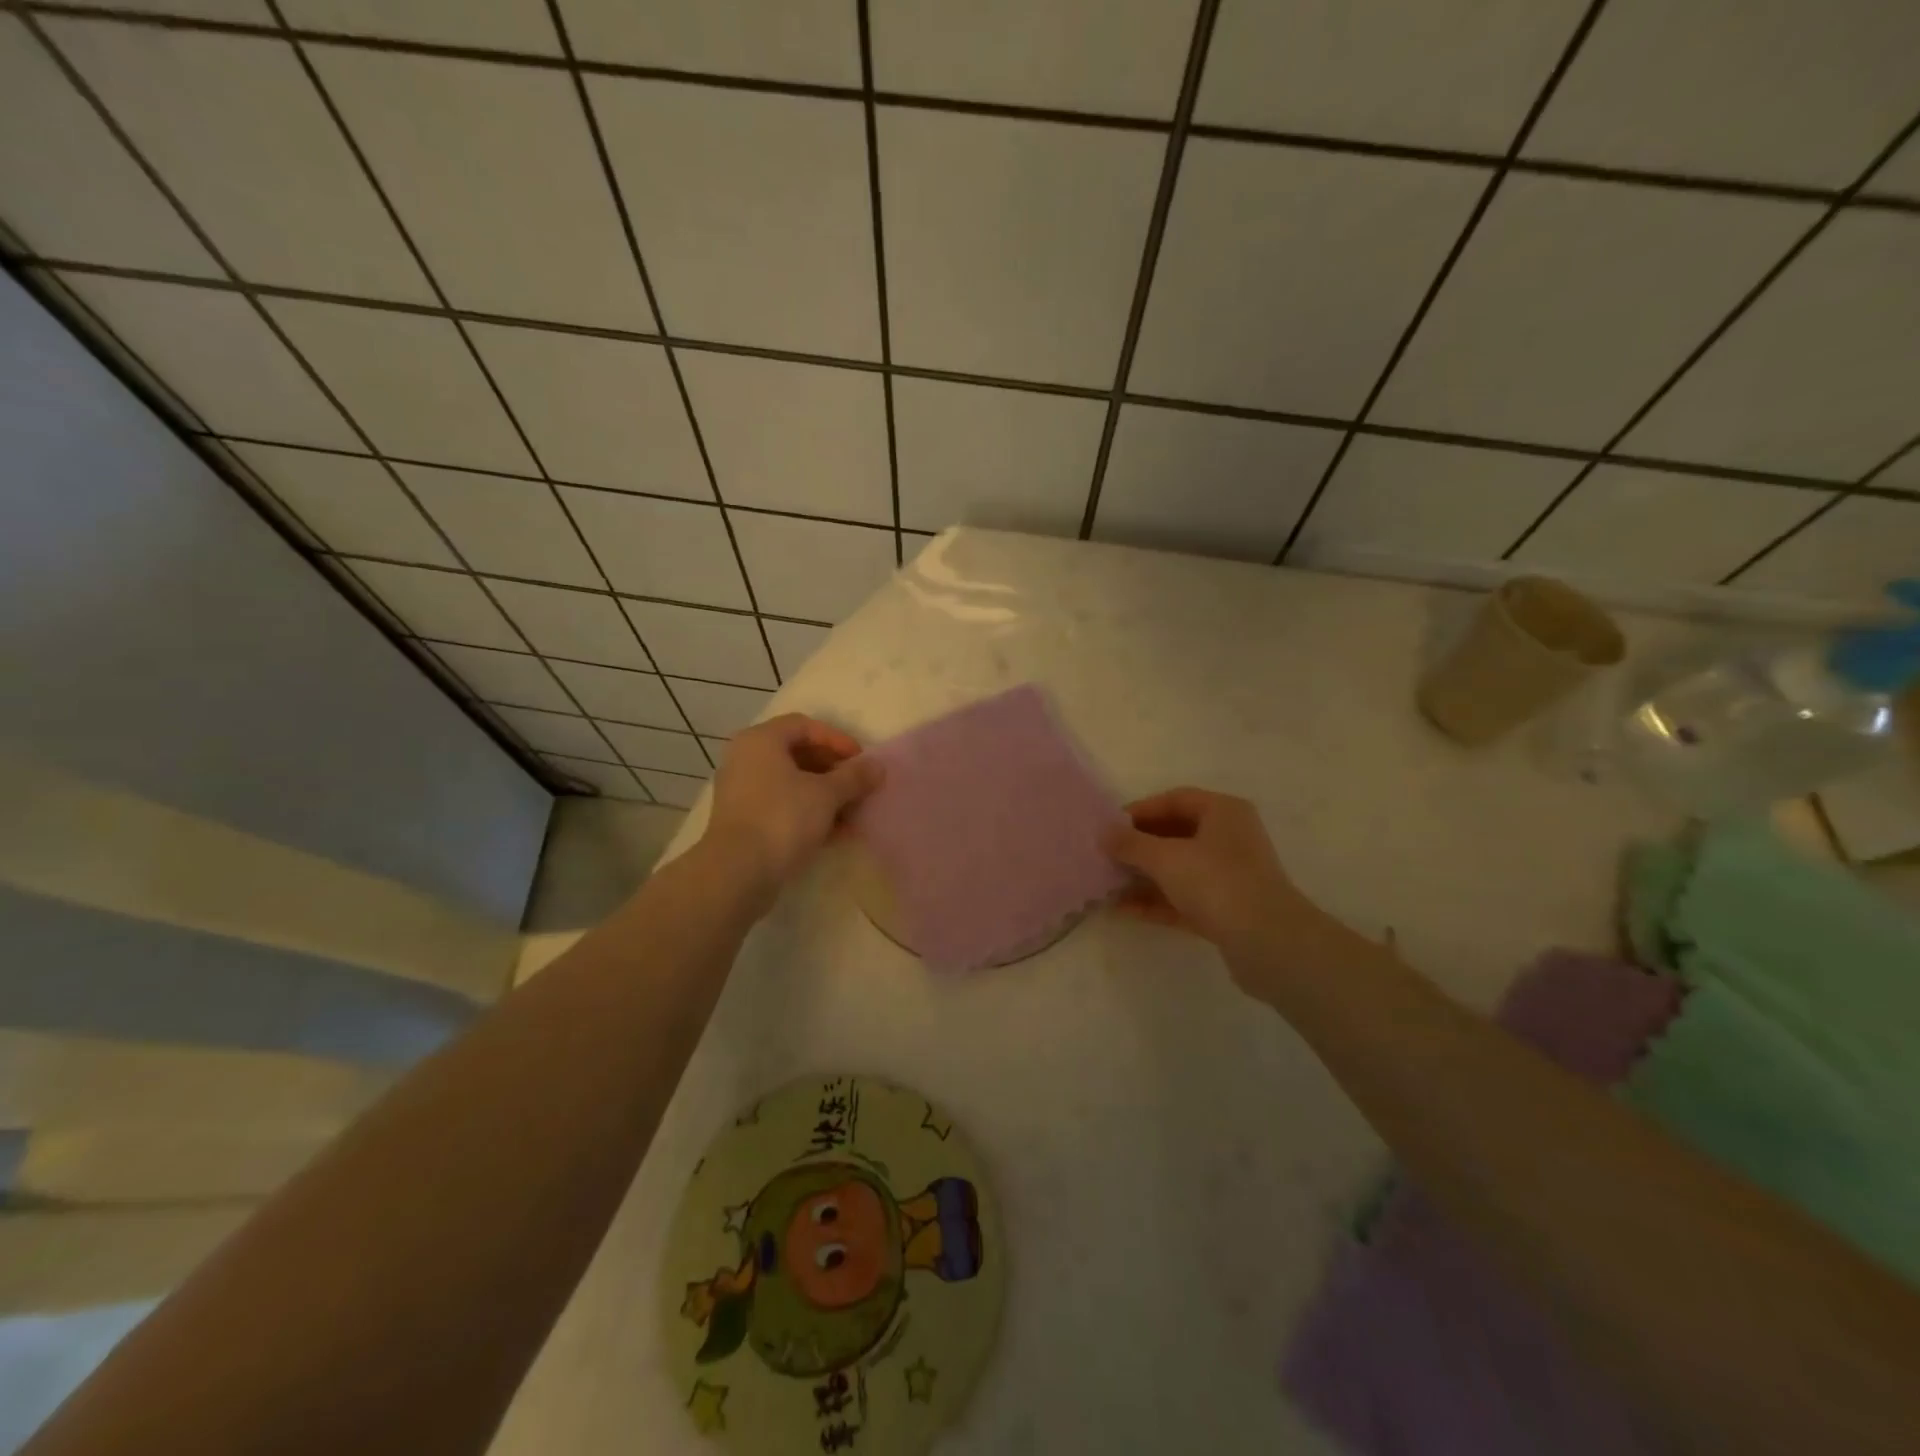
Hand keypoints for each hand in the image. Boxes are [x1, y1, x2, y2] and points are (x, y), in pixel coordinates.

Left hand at [705, 715, 880, 892]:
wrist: (738, 872)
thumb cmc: (783, 818)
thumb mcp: (826, 794)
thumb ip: (854, 777)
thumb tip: (878, 766)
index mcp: (761, 740)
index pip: (804, 725)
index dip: (836, 739)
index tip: (861, 761)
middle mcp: (746, 759)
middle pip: (798, 754)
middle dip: (833, 770)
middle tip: (858, 786)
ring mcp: (742, 791)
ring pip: (791, 783)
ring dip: (825, 795)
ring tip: (853, 813)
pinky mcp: (744, 820)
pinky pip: (782, 806)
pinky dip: (809, 813)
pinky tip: (836, 833)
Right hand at [1103, 788, 1329, 984]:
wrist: (1268, 943)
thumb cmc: (1217, 882)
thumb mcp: (1166, 858)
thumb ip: (1130, 844)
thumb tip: (1103, 833)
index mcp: (1223, 812)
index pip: (1175, 800)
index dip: (1140, 810)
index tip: (1109, 827)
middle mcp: (1229, 838)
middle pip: (1175, 834)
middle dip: (1138, 847)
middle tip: (1105, 856)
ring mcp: (1229, 876)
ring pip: (1178, 869)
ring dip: (1143, 877)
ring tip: (1107, 885)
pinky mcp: (1226, 910)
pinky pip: (1183, 898)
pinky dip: (1156, 902)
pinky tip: (1123, 910)